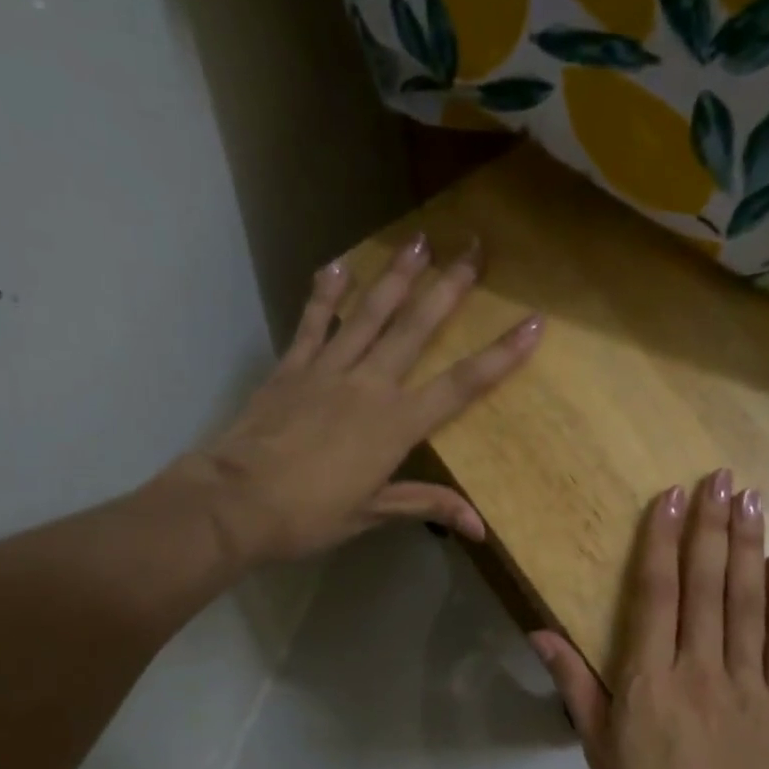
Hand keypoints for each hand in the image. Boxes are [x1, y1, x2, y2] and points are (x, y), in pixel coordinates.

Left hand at [152, 233, 541, 564]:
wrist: (236, 502)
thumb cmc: (309, 515)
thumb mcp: (372, 513)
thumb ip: (426, 505)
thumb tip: (480, 528)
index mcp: (397, 425)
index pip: (461, 386)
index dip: (501, 356)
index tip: (533, 322)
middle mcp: (369, 385)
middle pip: (417, 328)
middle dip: (450, 287)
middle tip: (474, 246)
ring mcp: (328, 369)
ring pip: (370, 313)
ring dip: (398, 275)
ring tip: (420, 240)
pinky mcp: (292, 366)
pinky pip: (313, 322)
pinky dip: (326, 293)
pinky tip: (340, 263)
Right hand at [532, 471, 768, 768]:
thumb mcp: (597, 746)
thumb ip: (573, 683)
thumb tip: (540, 631)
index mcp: (649, 678)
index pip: (656, 593)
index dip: (662, 540)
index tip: (670, 496)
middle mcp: (699, 668)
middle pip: (706, 584)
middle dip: (711, 526)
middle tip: (720, 478)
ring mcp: (747, 683)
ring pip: (747, 601)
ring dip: (748, 546)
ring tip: (750, 499)